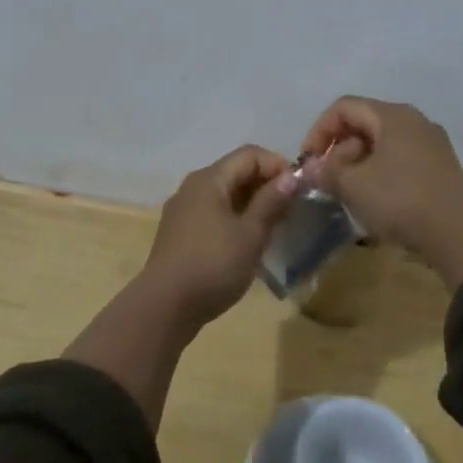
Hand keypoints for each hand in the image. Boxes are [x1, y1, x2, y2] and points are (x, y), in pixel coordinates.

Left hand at [140, 145, 291, 327]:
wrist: (164, 307)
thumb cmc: (212, 266)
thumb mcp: (250, 234)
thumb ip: (271, 202)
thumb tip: (291, 176)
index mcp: (210, 179)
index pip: (250, 154)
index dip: (277, 165)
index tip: (298, 190)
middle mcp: (193, 186)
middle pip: (236, 171)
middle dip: (266, 185)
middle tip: (290, 210)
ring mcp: (184, 209)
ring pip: (225, 194)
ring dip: (252, 204)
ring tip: (273, 227)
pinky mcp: (180, 232)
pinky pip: (213, 212)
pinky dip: (235, 218)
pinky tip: (247, 242)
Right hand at [297, 96, 462, 289]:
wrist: (460, 235)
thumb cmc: (401, 199)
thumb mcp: (354, 186)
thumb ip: (327, 172)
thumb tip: (311, 168)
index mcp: (392, 115)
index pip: (343, 107)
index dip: (319, 130)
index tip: (308, 161)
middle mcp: (413, 120)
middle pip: (363, 123)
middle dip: (339, 150)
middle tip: (328, 180)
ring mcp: (431, 143)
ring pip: (382, 143)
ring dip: (358, 164)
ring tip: (349, 193)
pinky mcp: (440, 167)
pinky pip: (400, 160)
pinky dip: (380, 173)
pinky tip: (375, 201)